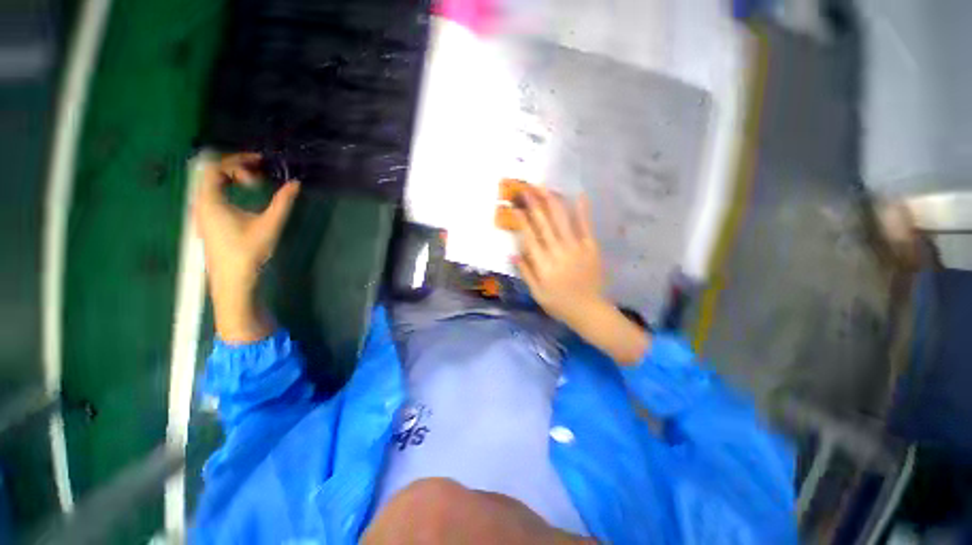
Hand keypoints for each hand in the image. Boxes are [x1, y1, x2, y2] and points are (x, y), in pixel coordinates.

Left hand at [194, 153, 299, 342]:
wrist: (233, 280)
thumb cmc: (248, 252)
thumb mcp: (269, 225)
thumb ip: (283, 202)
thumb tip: (296, 184)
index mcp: (210, 200)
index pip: (216, 167)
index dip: (238, 160)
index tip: (261, 162)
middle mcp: (202, 203)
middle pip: (213, 173)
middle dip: (237, 168)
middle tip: (261, 172)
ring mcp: (203, 213)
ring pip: (213, 184)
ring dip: (233, 178)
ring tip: (256, 183)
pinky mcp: (209, 222)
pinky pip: (215, 195)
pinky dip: (230, 189)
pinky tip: (246, 198)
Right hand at [515, 189, 649, 364]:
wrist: (589, 310)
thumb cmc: (559, 303)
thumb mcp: (536, 293)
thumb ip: (525, 272)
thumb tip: (512, 252)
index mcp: (543, 265)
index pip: (530, 237)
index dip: (521, 220)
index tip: (515, 206)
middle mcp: (558, 252)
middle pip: (544, 224)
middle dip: (534, 203)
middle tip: (526, 187)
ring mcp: (576, 248)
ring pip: (562, 220)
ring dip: (552, 202)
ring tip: (544, 187)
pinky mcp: (591, 248)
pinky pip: (586, 226)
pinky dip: (582, 211)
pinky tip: (578, 195)